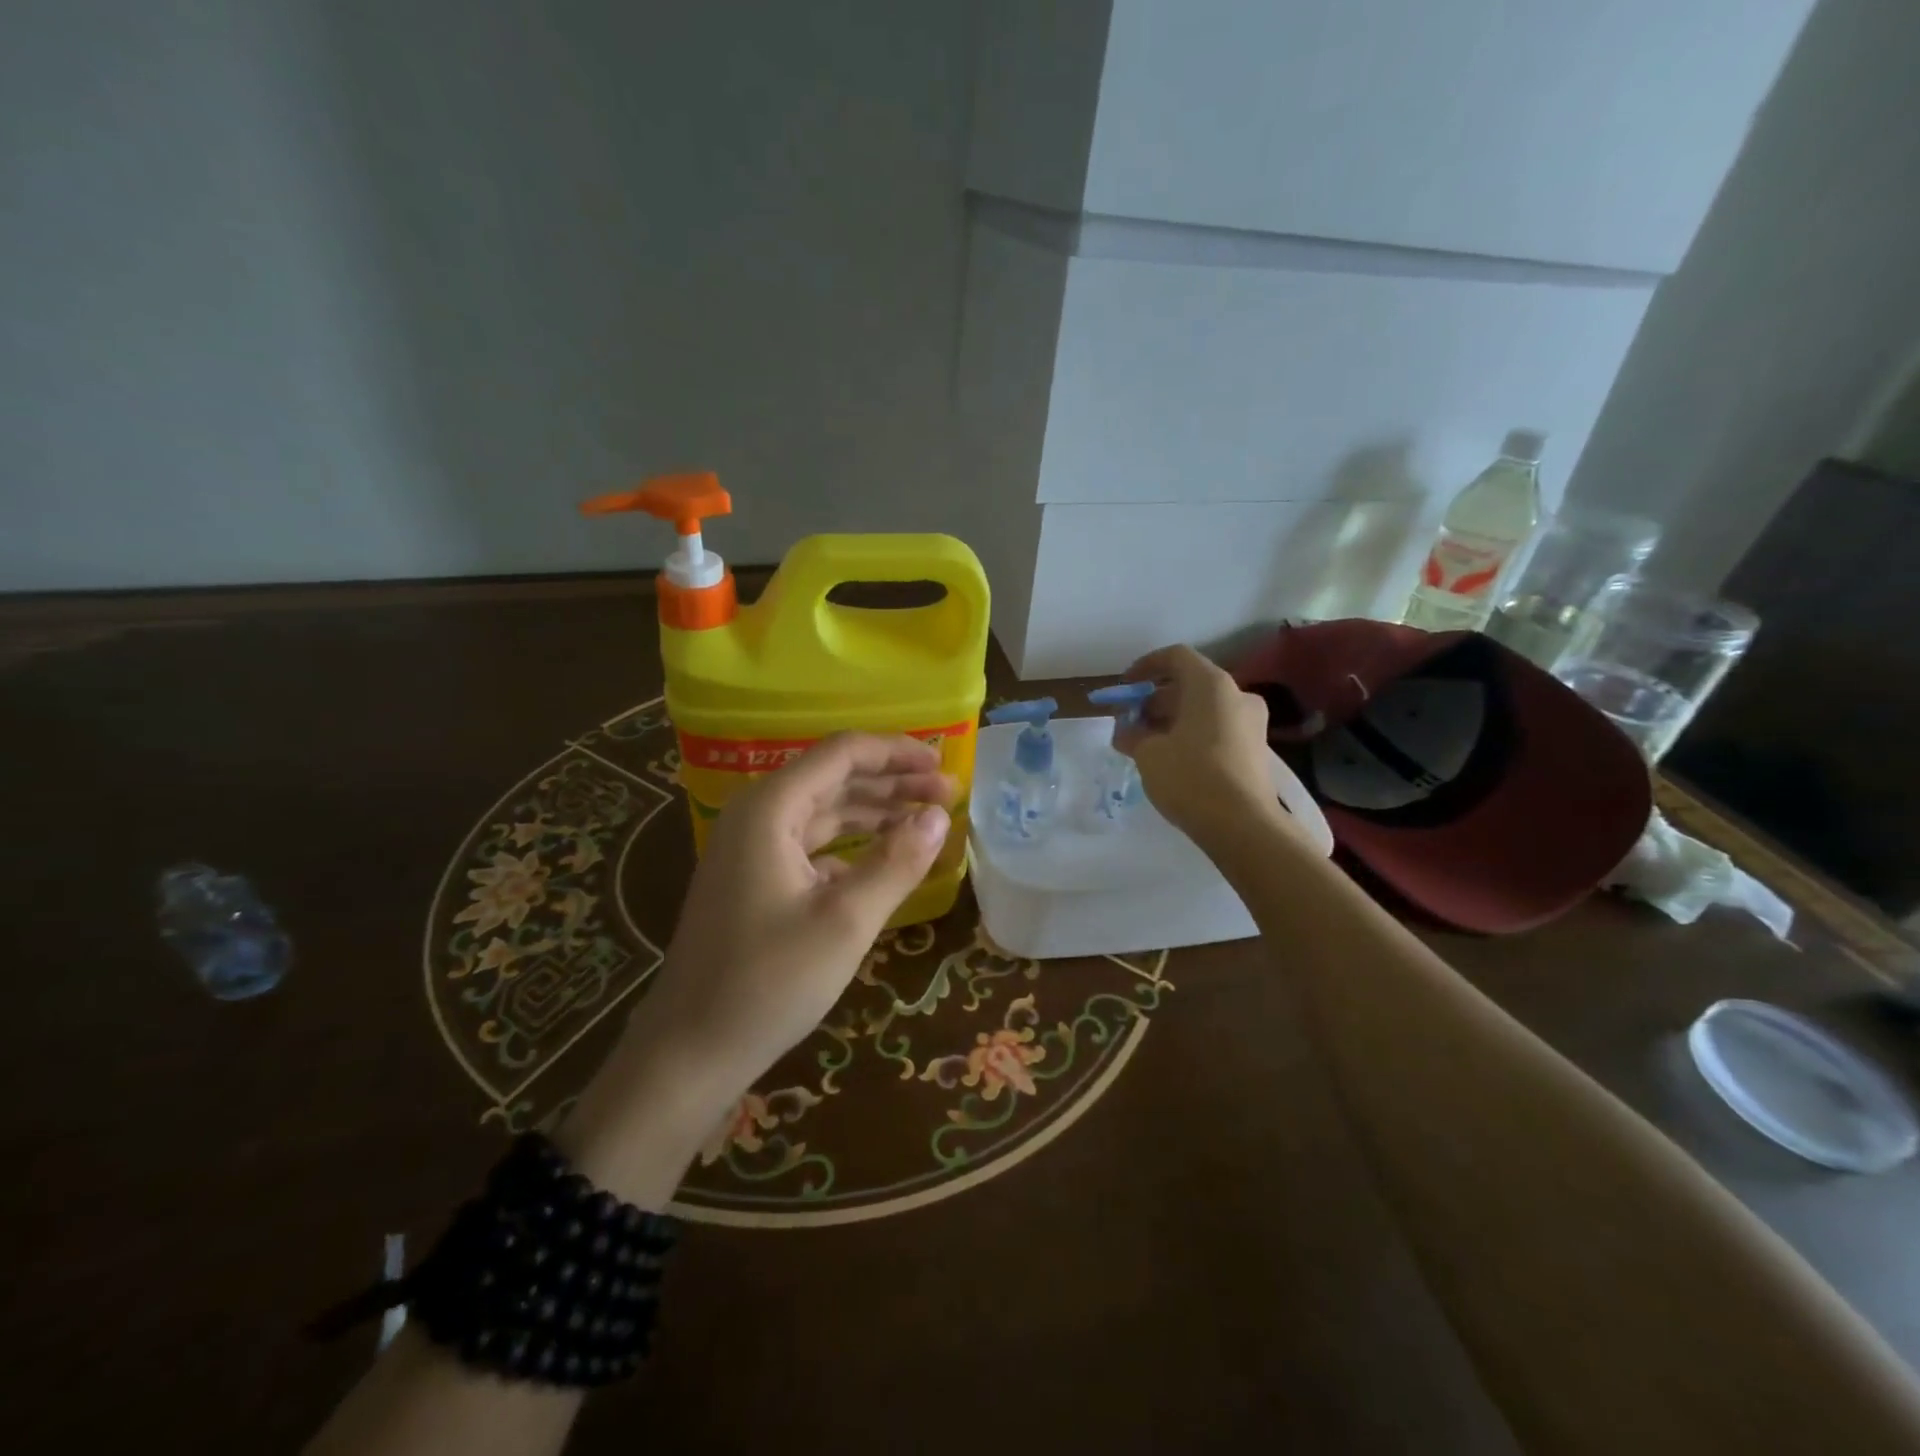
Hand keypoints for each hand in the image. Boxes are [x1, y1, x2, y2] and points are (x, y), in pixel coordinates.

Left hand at [559, 734, 953, 1205]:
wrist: (689, 1053)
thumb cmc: (768, 983)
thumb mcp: (846, 922)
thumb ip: (897, 861)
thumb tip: (939, 815)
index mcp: (770, 809)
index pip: (842, 753)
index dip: (897, 753)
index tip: (944, 768)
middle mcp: (757, 816)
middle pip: (834, 778)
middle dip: (893, 782)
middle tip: (949, 795)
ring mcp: (751, 850)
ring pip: (825, 812)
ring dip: (876, 812)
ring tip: (928, 819)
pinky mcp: (755, 880)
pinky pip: (812, 846)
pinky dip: (852, 846)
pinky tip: (886, 861)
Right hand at [1115, 644, 1280, 843]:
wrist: (1243, 825)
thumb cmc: (1191, 777)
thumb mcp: (1148, 754)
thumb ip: (1132, 734)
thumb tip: (1126, 730)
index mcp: (1211, 685)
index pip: (1175, 657)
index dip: (1145, 666)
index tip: (1125, 687)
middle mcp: (1237, 695)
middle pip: (1189, 684)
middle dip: (1155, 700)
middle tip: (1130, 722)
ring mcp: (1251, 723)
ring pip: (1203, 708)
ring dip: (1172, 719)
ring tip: (1145, 744)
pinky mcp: (1255, 749)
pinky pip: (1217, 729)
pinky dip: (1191, 734)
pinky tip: (1171, 759)